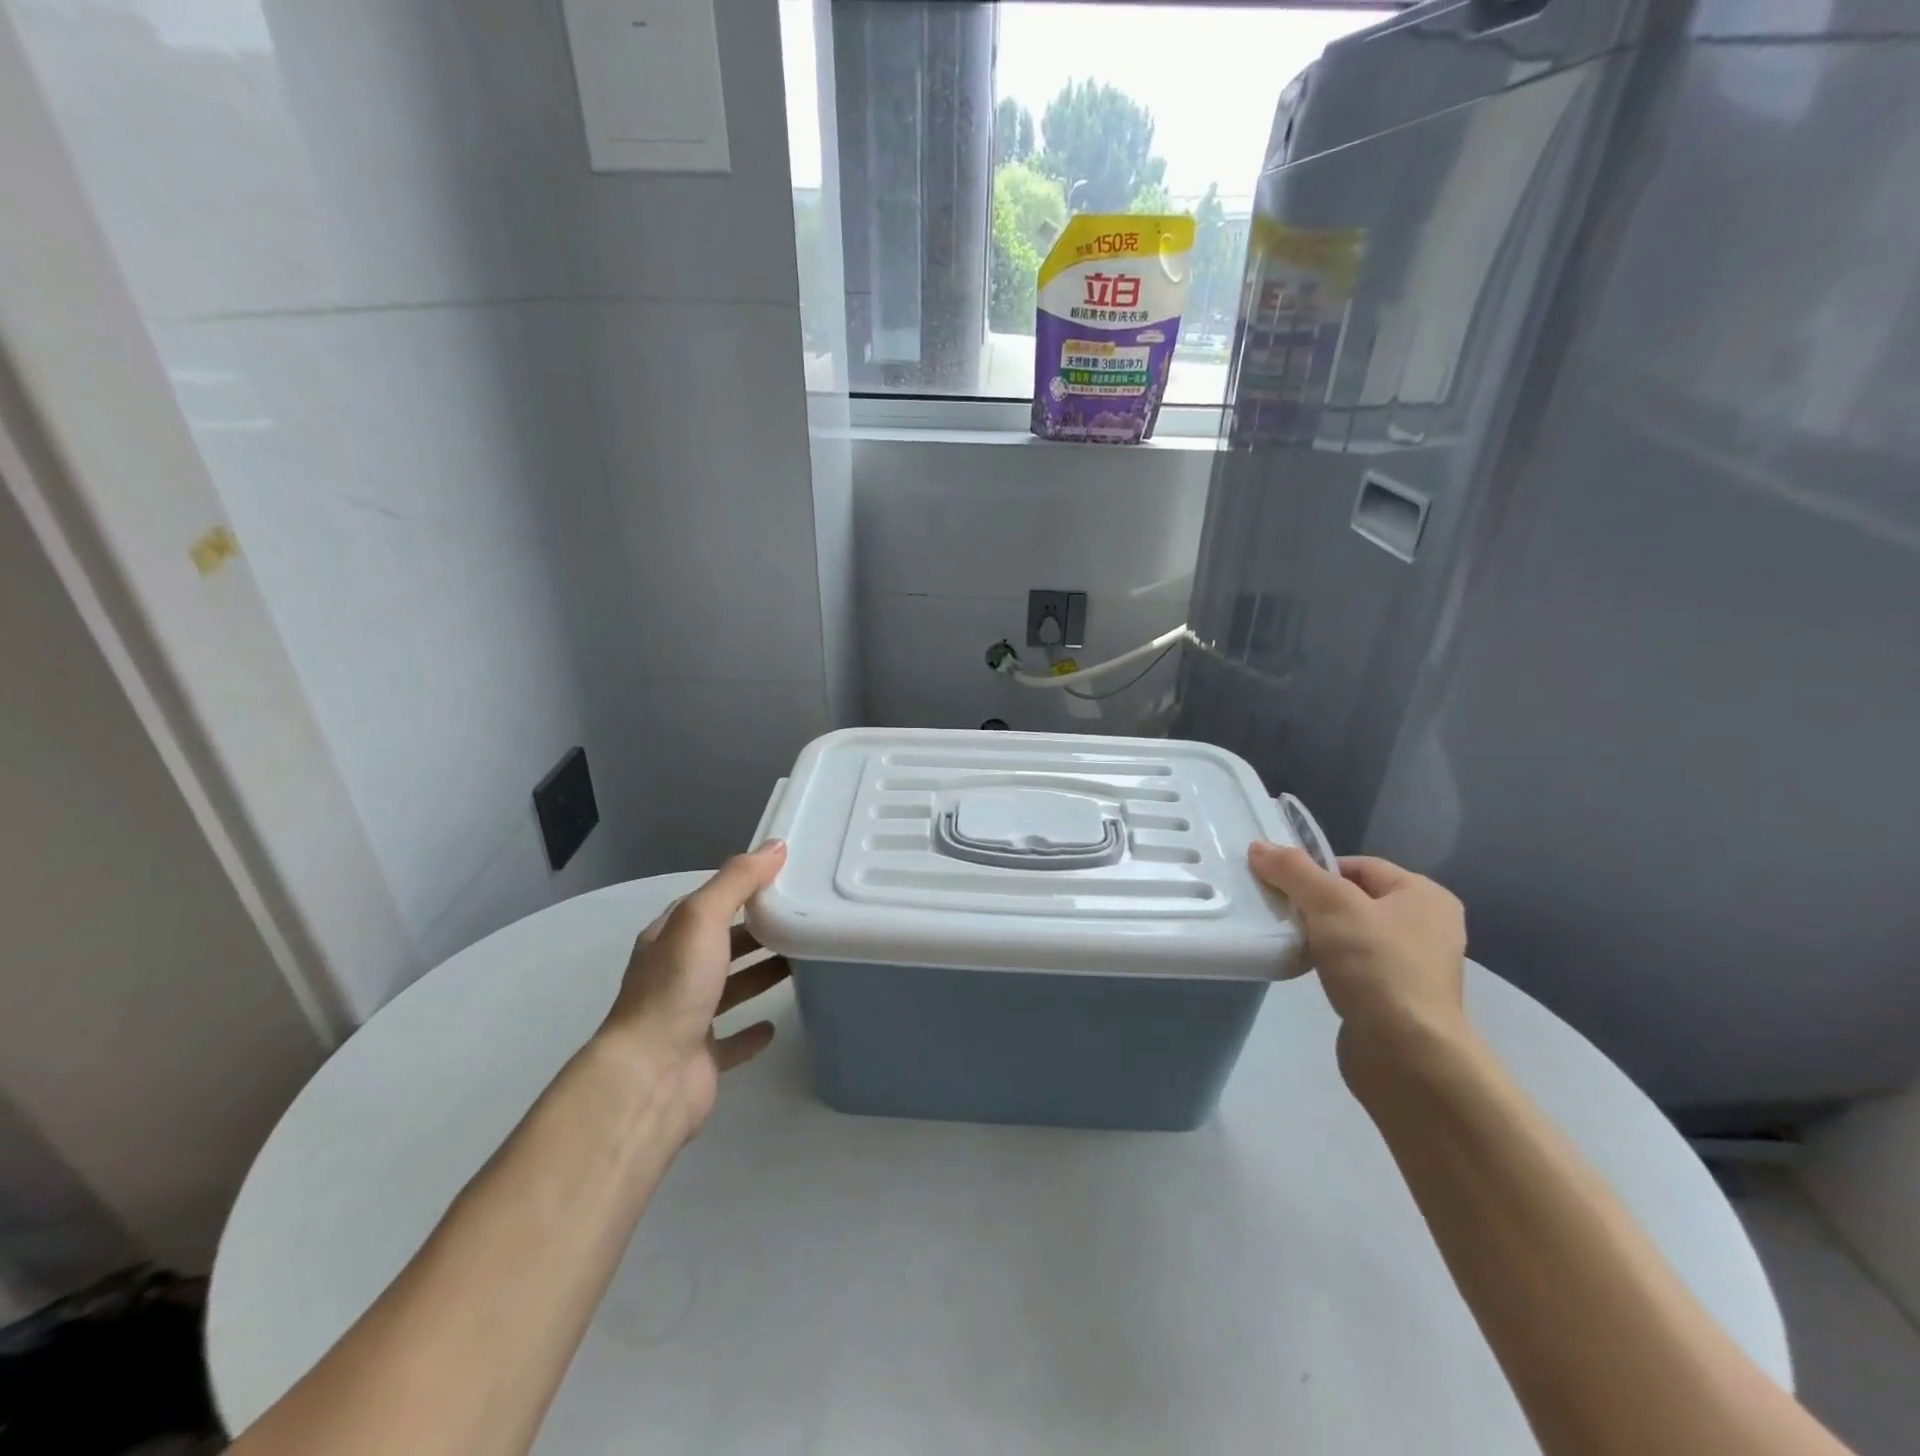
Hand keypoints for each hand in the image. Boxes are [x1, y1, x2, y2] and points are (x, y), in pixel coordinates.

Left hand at [599, 842, 791, 1137]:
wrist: (649, 1077)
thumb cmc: (675, 988)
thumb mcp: (703, 918)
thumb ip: (738, 880)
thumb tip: (776, 846)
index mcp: (669, 938)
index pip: (708, 903)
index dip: (742, 888)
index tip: (785, 879)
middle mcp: (674, 974)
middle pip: (722, 944)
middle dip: (757, 931)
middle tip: (803, 920)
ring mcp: (686, 1017)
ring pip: (730, 987)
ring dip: (760, 974)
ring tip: (802, 961)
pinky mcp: (702, 1056)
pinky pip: (732, 1038)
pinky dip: (752, 1031)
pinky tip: (776, 1024)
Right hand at [1249, 843, 1466, 1050]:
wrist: (1407, 1055)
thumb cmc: (1377, 966)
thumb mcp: (1331, 905)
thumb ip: (1293, 871)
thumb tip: (1259, 847)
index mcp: (1424, 896)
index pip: (1358, 864)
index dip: (1316, 870)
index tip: (1281, 885)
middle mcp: (1426, 926)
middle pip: (1353, 898)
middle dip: (1313, 902)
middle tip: (1278, 910)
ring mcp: (1413, 966)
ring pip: (1350, 933)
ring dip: (1318, 934)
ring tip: (1287, 939)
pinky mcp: (1395, 998)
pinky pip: (1353, 965)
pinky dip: (1328, 963)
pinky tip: (1306, 969)